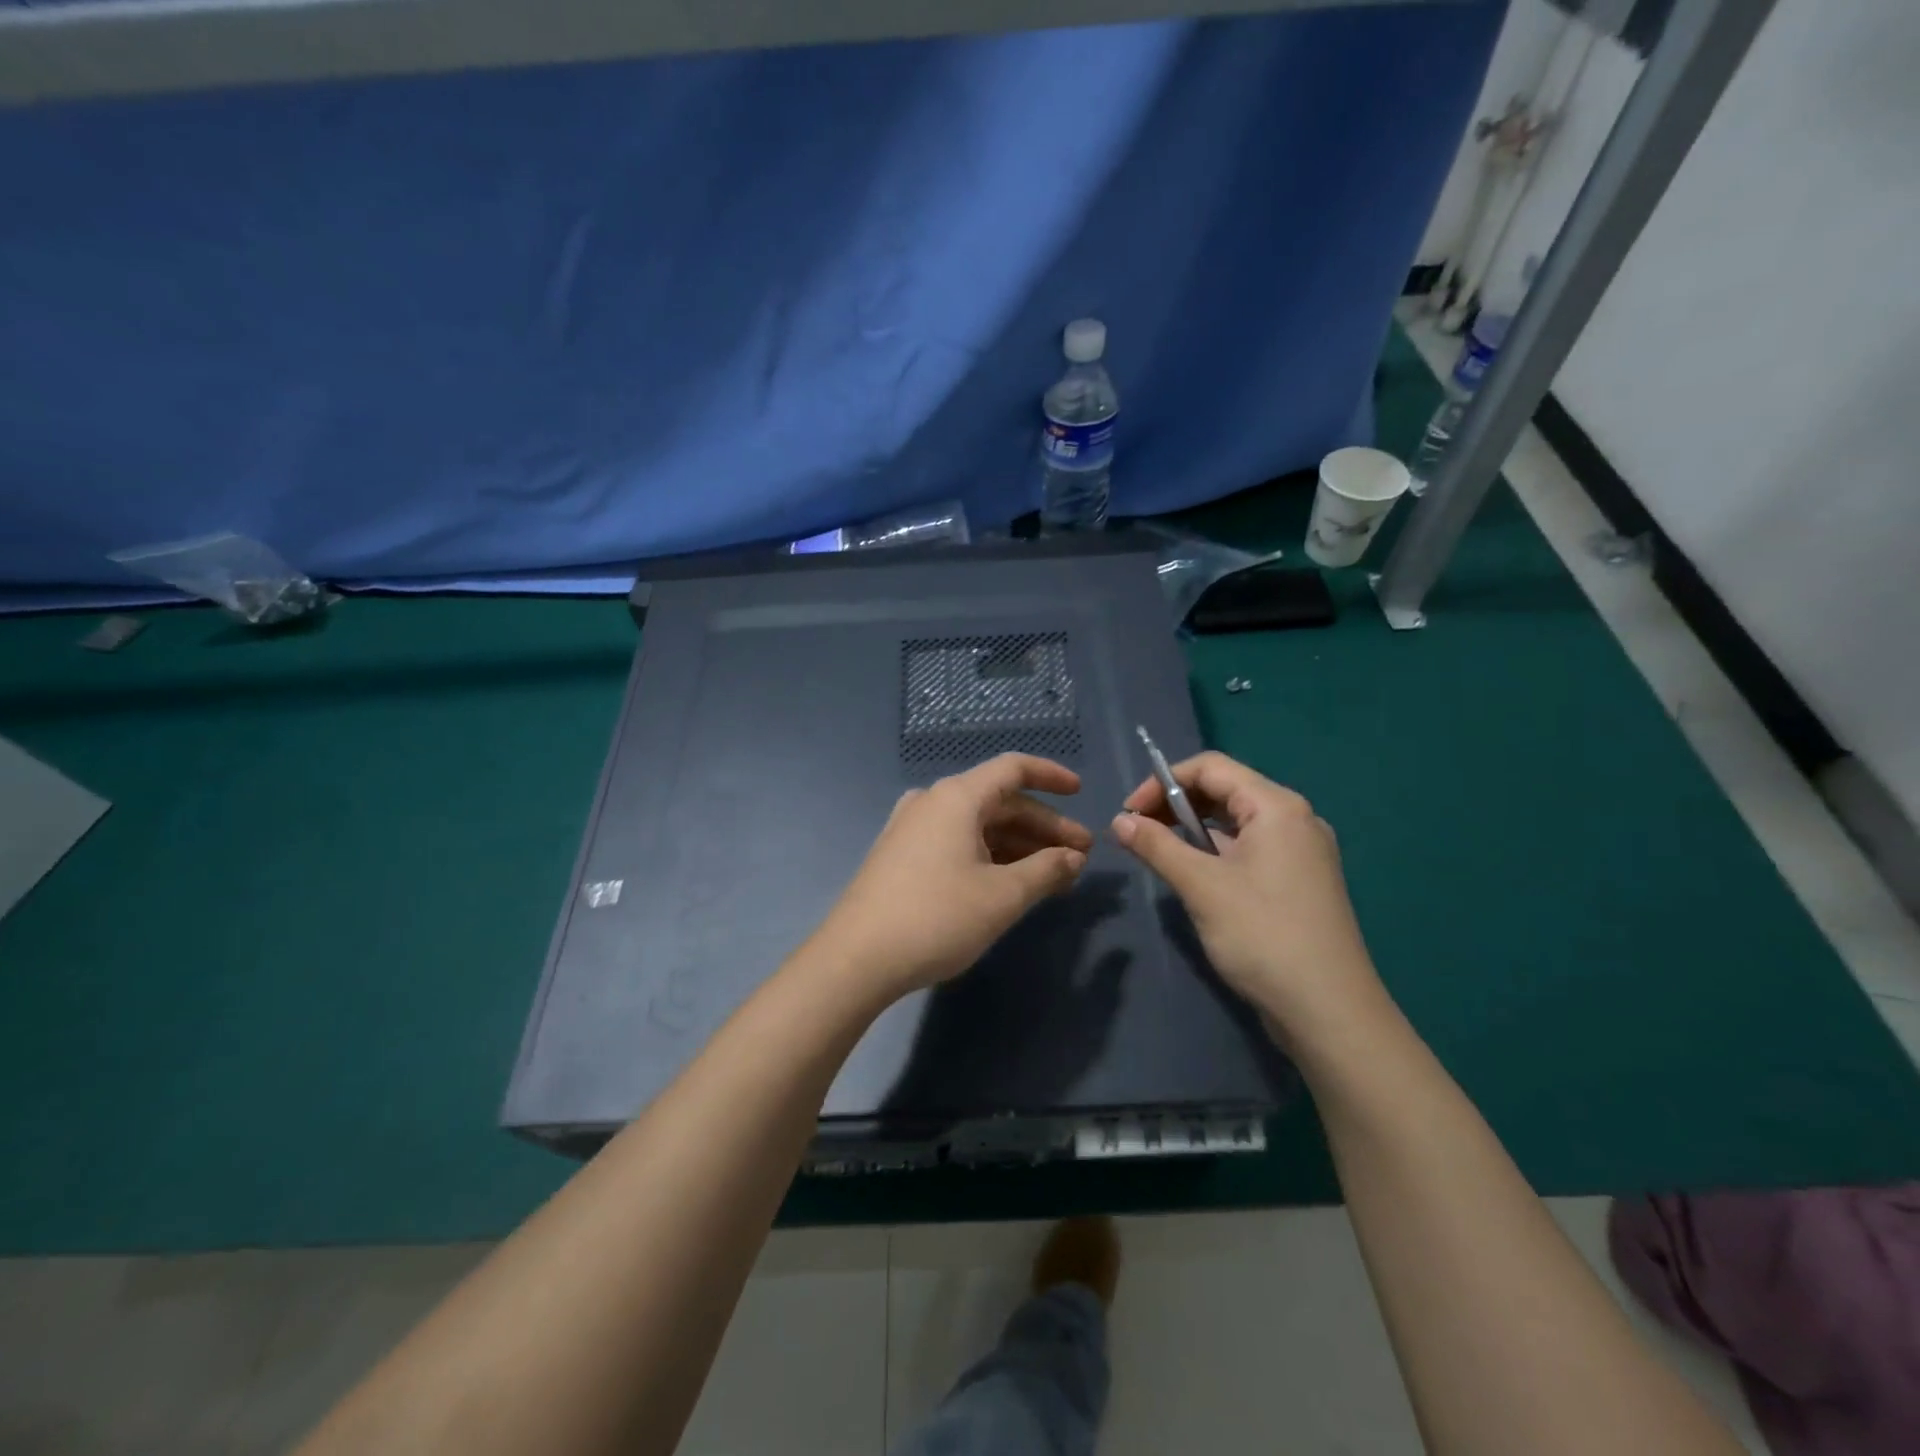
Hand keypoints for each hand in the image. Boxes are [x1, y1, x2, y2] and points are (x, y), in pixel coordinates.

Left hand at [810, 754, 1092, 1001]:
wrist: (856, 959)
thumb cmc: (936, 918)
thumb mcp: (1003, 896)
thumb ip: (1046, 870)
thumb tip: (1073, 857)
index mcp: (956, 797)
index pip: (1013, 769)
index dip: (1051, 776)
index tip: (1081, 793)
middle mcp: (932, 802)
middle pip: (999, 801)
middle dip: (1043, 827)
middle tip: (1080, 856)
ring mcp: (912, 828)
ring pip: (979, 825)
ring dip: (1019, 845)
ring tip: (1054, 875)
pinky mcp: (902, 856)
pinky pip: (957, 842)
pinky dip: (990, 856)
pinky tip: (1011, 882)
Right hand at [1110, 751, 1384, 1041]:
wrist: (1329, 1012)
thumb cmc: (1263, 936)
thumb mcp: (1201, 886)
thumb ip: (1157, 846)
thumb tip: (1118, 821)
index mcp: (1277, 807)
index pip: (1211, 768)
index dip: (1163, 781)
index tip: (1129, 813)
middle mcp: (1295, 819)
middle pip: (1225, 790)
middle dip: (1176, 805)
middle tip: (1138, 832)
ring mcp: (1301, 852)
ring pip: (1236, 822)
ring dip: (1193, 830)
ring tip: (1159, 853)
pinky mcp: (1299, 882)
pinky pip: (1250, 849)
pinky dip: (1216, 852)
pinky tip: (1194, 876)